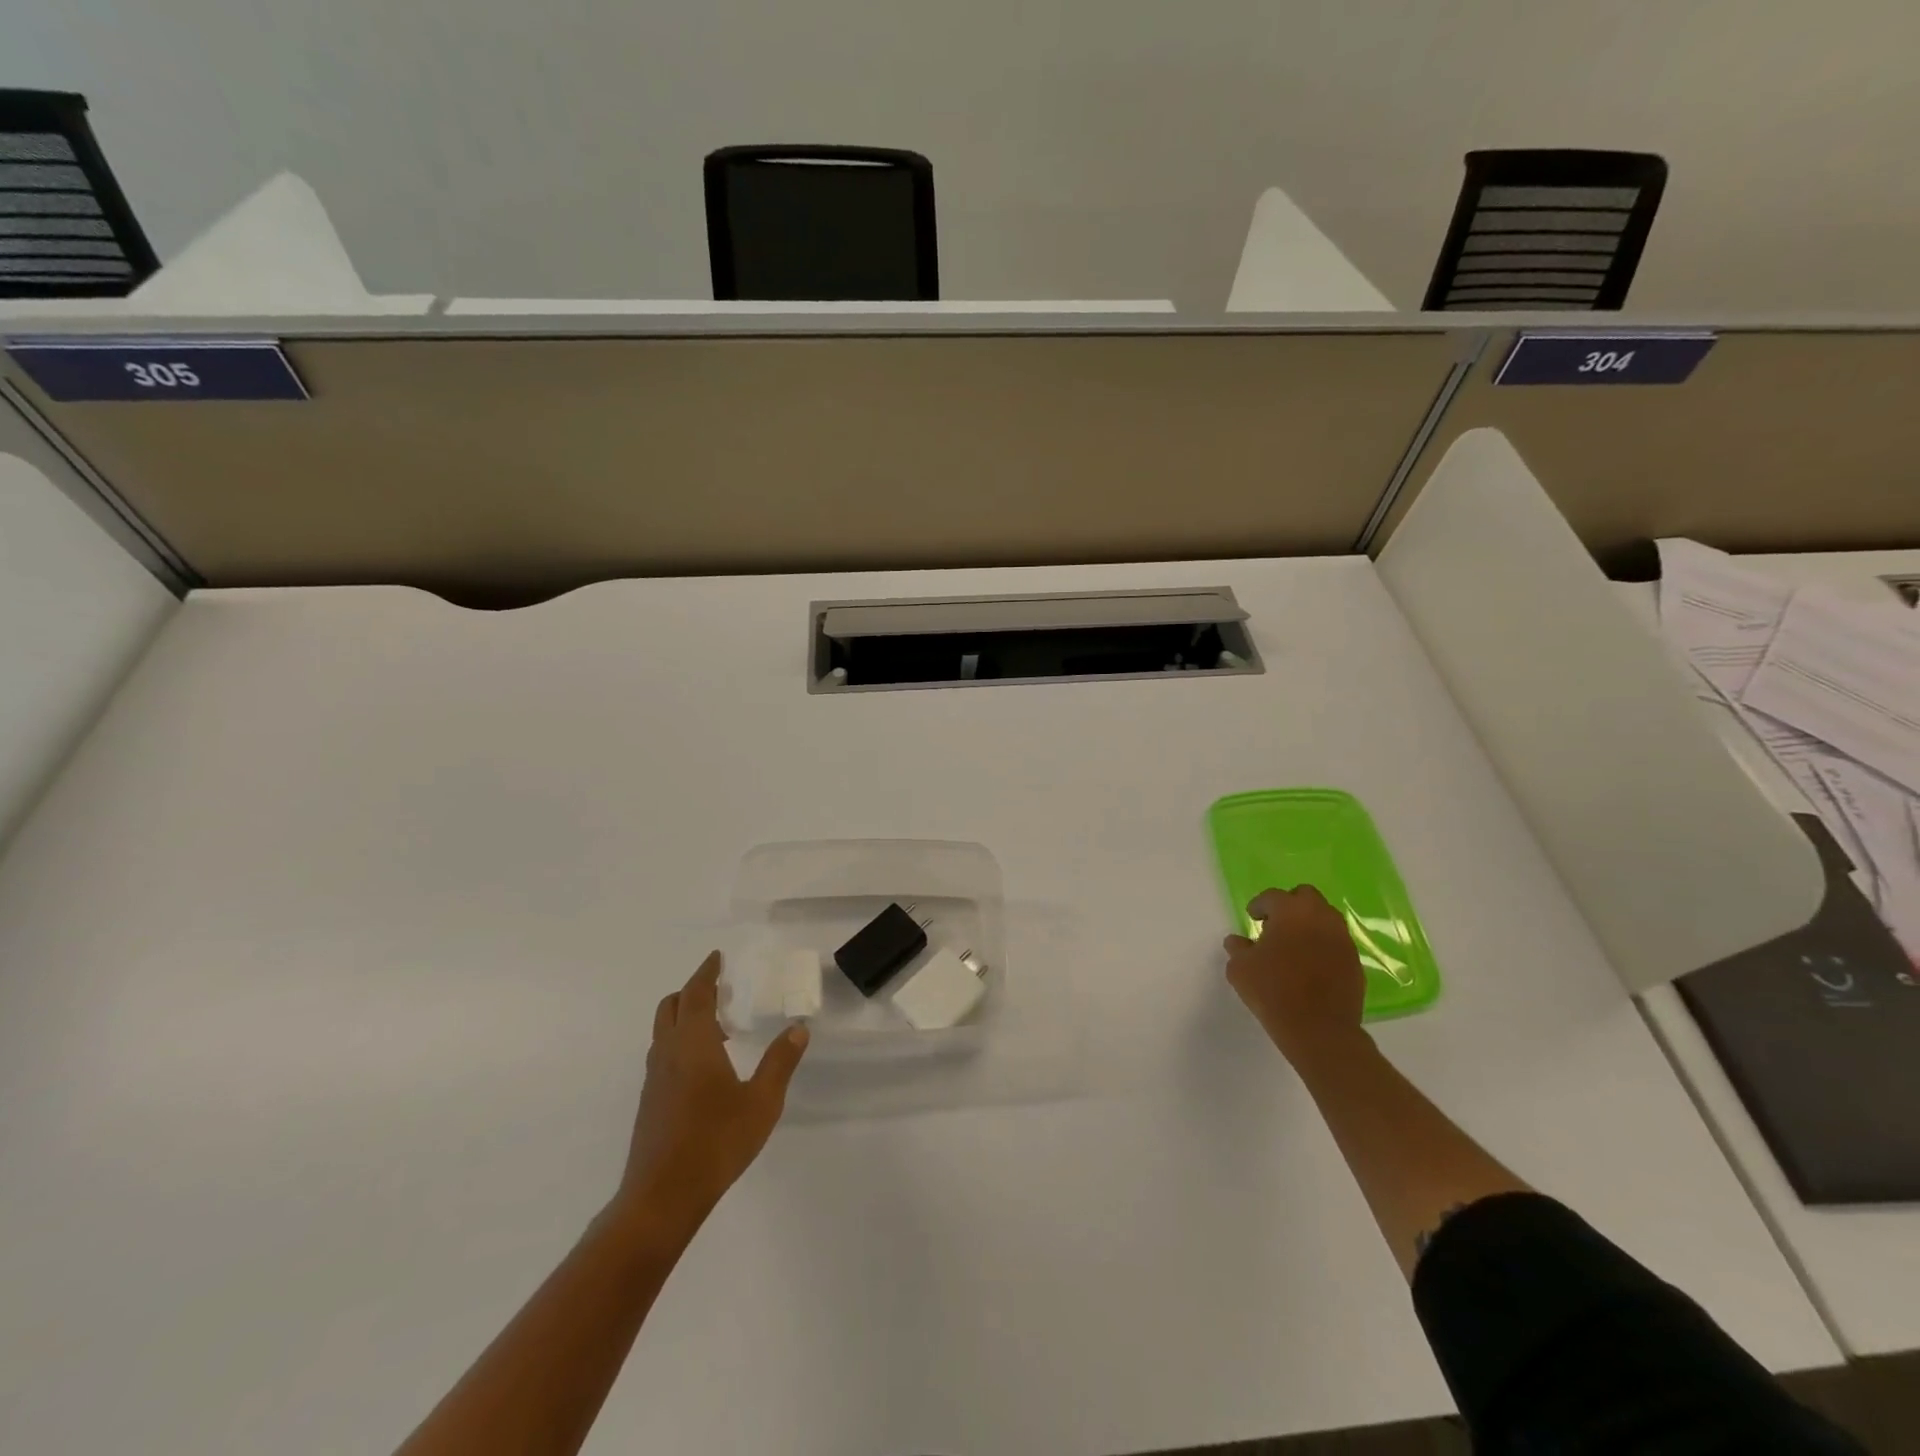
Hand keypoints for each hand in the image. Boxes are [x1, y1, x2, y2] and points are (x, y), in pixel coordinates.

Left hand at [614, 952, 808, 1233]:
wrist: (660, 1198)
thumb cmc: (715, 1143)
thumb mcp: (761, 1102)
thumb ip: (780, 1062)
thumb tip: (799, 1029)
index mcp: (693, 1043)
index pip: (696, 994)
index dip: (706, 972)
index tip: (717, 958)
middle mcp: (668, 1053)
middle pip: (671, 1007)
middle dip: (693, 991)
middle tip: (721, 990)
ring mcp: (654, 1079)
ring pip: (664, 1032)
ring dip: (686, 1018)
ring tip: (719, 1028)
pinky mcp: (650, 1102)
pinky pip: (664, 1054)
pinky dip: (682, 1043)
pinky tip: (706, 1068)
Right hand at [1223, 885, 1367, 1069]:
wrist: (1319, 1030)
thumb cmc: (1273, 991)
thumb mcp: (1240, 968)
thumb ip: (1238, 948)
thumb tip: (1238, 941)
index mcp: (1291, 911)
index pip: (1272, 896)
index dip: (1259, 906)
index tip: (1253, 917)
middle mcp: (1321, 917)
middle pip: (1305, 897)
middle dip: (1289, 905)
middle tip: (1276, 925)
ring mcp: (1342, 939)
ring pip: (1325, 918)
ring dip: (1309, 924)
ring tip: (1294, 946)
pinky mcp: (1355, 961)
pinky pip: (1336, 942)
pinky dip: (1322, 945)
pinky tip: (1310, 965)